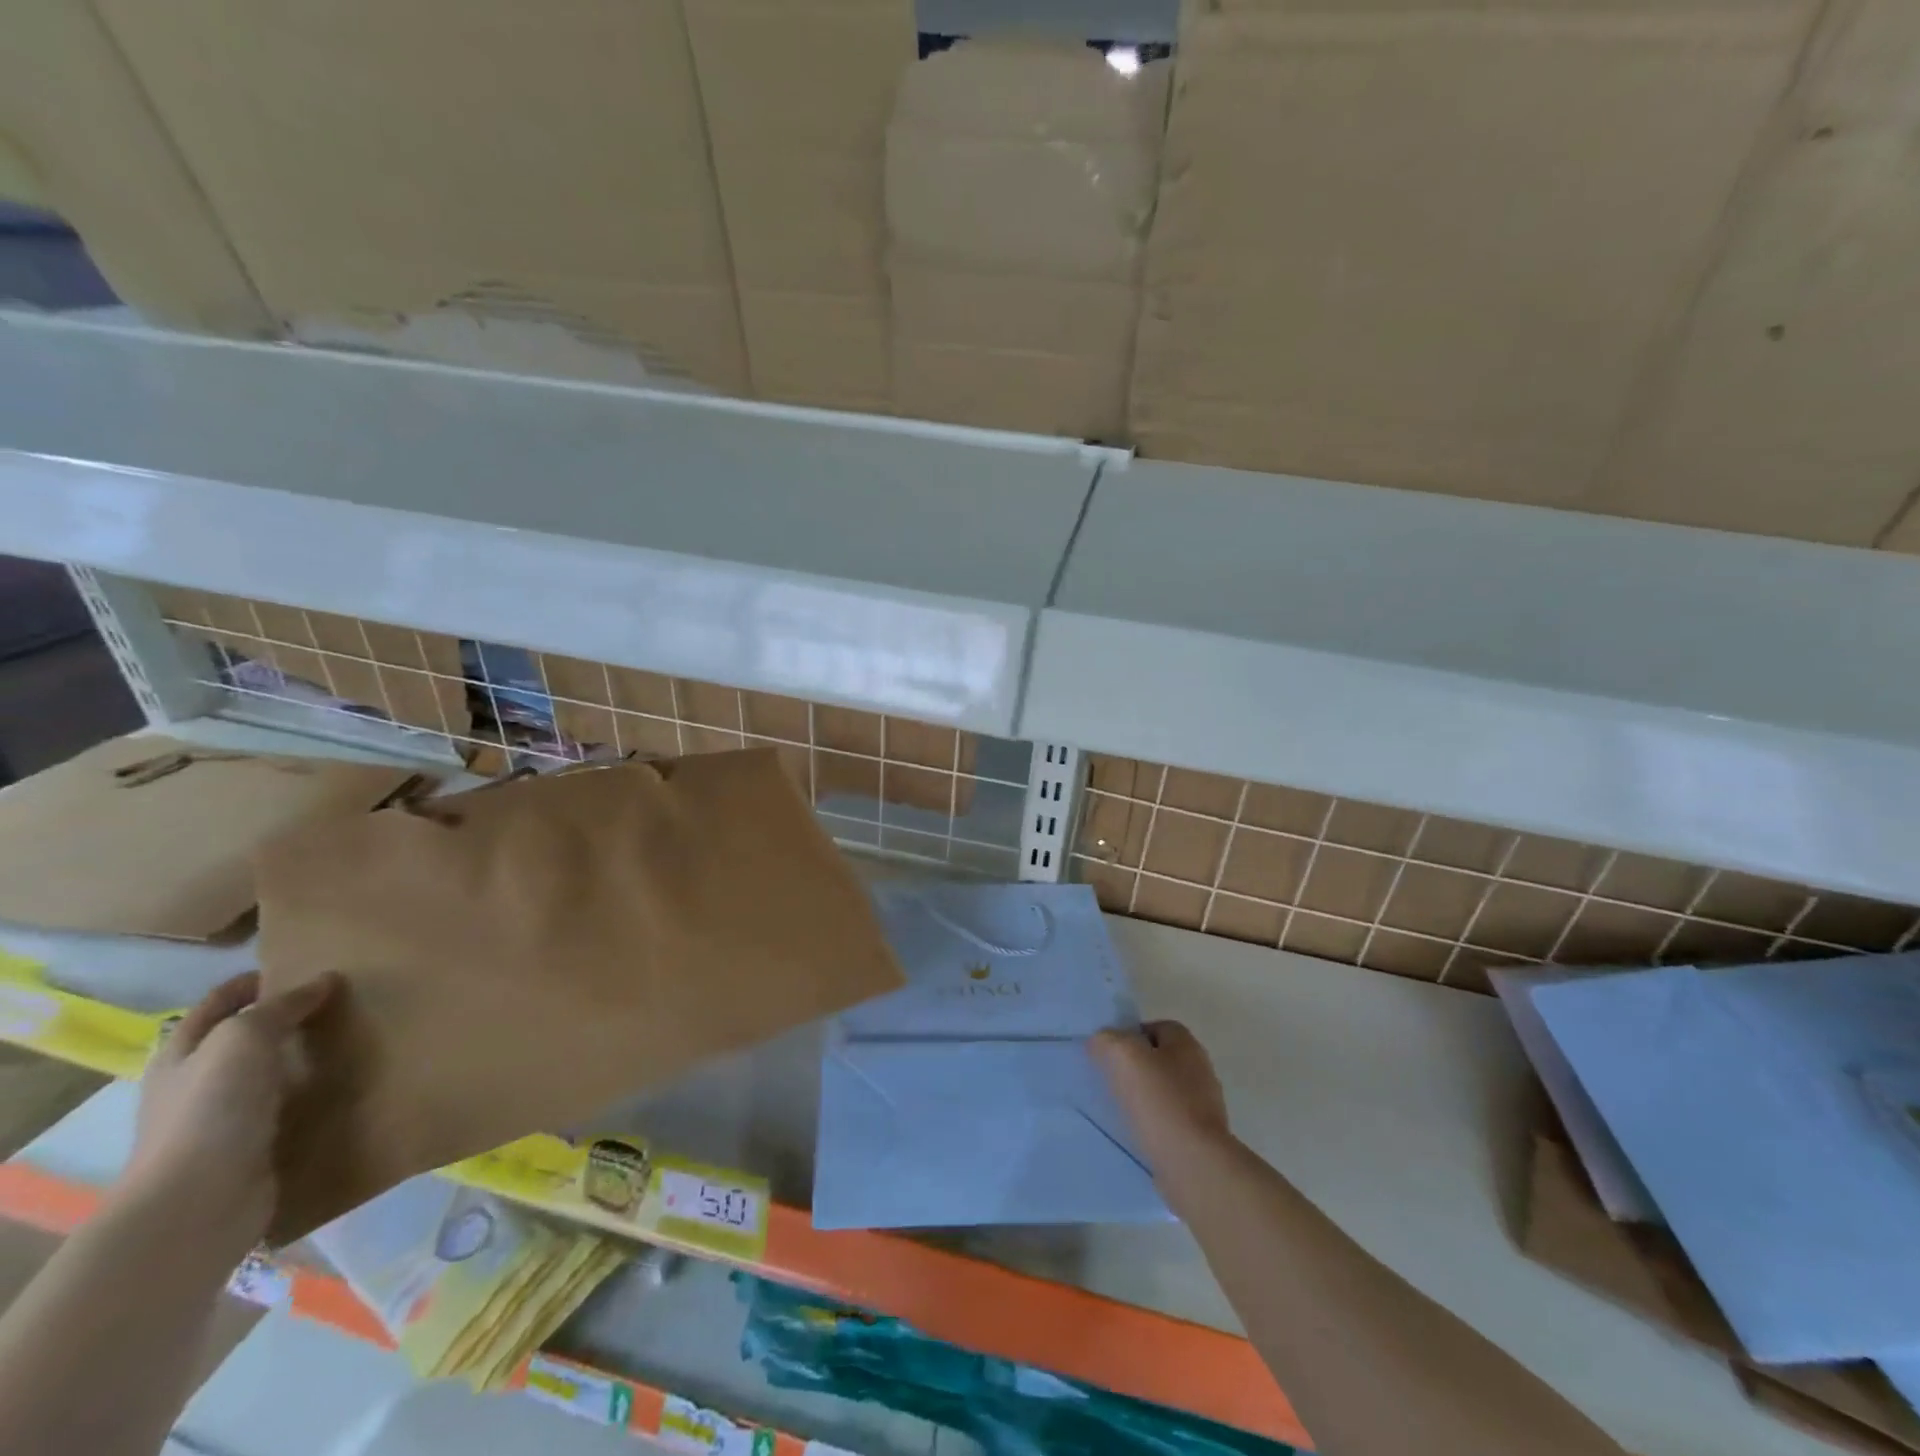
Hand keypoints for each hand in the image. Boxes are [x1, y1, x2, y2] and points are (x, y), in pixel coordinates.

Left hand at [121, 971, 339, 1251]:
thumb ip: (283, 1006)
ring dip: (307, 1055)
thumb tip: (324, 981)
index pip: (217, 1003)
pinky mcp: (255, 1147)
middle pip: (245, 1038)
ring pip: (272, 1072)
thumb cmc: (211, 1109)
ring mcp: (225, 1119)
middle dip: (287, 1017)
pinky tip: (350, 1082)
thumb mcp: (243, 1038)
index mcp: (182, 1054)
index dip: (254, 981)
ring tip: (356, 1035)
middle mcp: (198, 1083)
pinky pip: (292, 1107)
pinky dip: (317, 1092)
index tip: (305, 966)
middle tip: (343, 998)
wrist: (199, 1204)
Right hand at [1090, 1020, 1232, 1171]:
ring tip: (1119, 1110)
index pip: (1156, 1027)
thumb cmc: (1161, 1102)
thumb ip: (1107, 1040)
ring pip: (1165, 1091)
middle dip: (1136, 1067)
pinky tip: (1137, 1134)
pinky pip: (1170, 1121)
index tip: (1109, 1054)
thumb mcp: (1123, 1056)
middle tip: (1110, 1080)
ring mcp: (1205, 1106)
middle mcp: (1200, 1070)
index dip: (1131, 1035)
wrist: (1194, 1165)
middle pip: (1161, 1059)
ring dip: (1144, 1098)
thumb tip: (1101, 1041)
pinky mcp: (1202, 1138)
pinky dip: (1154, 1124)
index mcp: (1187, 1044)